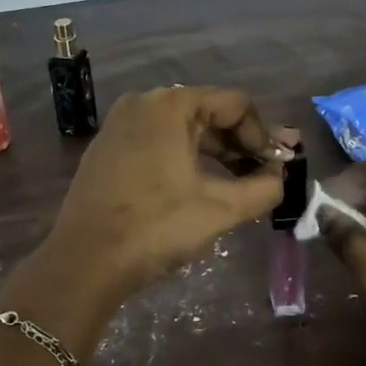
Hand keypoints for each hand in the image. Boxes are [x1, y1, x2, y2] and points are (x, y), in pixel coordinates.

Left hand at [45, 87, 284, 304]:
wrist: (85, 262)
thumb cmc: (156, 228)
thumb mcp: (220, 209)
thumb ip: (263, 188)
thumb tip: (280, 178)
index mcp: (171, 105)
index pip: (236, 104)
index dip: (262, 136)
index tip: (274, 170)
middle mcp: (144, 103)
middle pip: (208, 113)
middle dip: (240, 145)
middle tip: (263, 179)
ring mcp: (120, 124)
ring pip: (183, 129)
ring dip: (215, 154)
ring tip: (236, 187)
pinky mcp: (107, 148)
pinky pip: (158, 142)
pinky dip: (184, 159)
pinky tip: (196, 188)